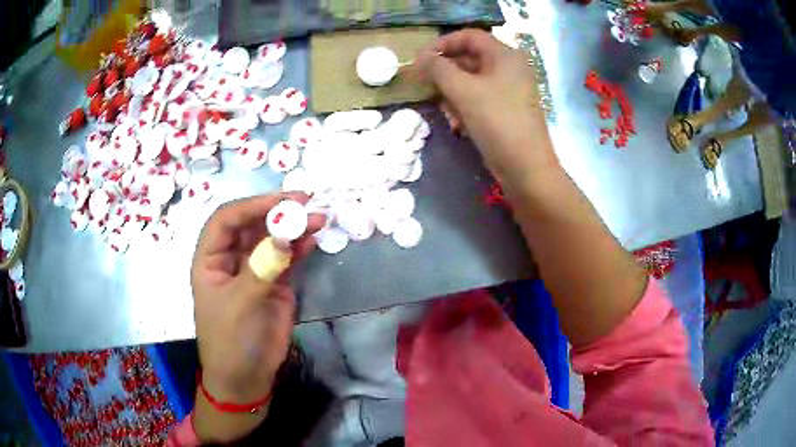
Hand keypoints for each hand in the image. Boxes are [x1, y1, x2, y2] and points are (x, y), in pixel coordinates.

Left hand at [191, 193, 323, 440]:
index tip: (281, 200)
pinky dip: (299, 248)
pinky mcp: (274, 284)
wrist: (246, 377)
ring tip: (318, 218)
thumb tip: (285, 237)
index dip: (251, 206)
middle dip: (276, 211)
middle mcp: (230, 259)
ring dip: (293, 227)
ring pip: (271, 239)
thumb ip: (261, 270)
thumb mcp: (240, 305)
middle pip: (251, 225)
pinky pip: (286, 258)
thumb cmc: (231, 341)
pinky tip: (313, 240)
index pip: (226, 220)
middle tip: (305, 201)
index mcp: (210, 260)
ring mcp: (254, 270)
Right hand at [415, 29, 556, 185]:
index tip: (421, 60)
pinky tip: (458, 124)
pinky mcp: (506, 110)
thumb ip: (439, 69)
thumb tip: (422, 57)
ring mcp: (509, 90)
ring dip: (453, 94)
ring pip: (471, 82)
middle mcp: (509, 69)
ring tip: (447, 112)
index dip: (443, 44)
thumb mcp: (463, 91)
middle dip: (446, 74)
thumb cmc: (497, 121)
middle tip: (426, 87)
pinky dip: (465, 107)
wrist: (526, 167)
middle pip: (469, 59)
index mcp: (505, 56)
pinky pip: (479, 99)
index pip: (469, 36)